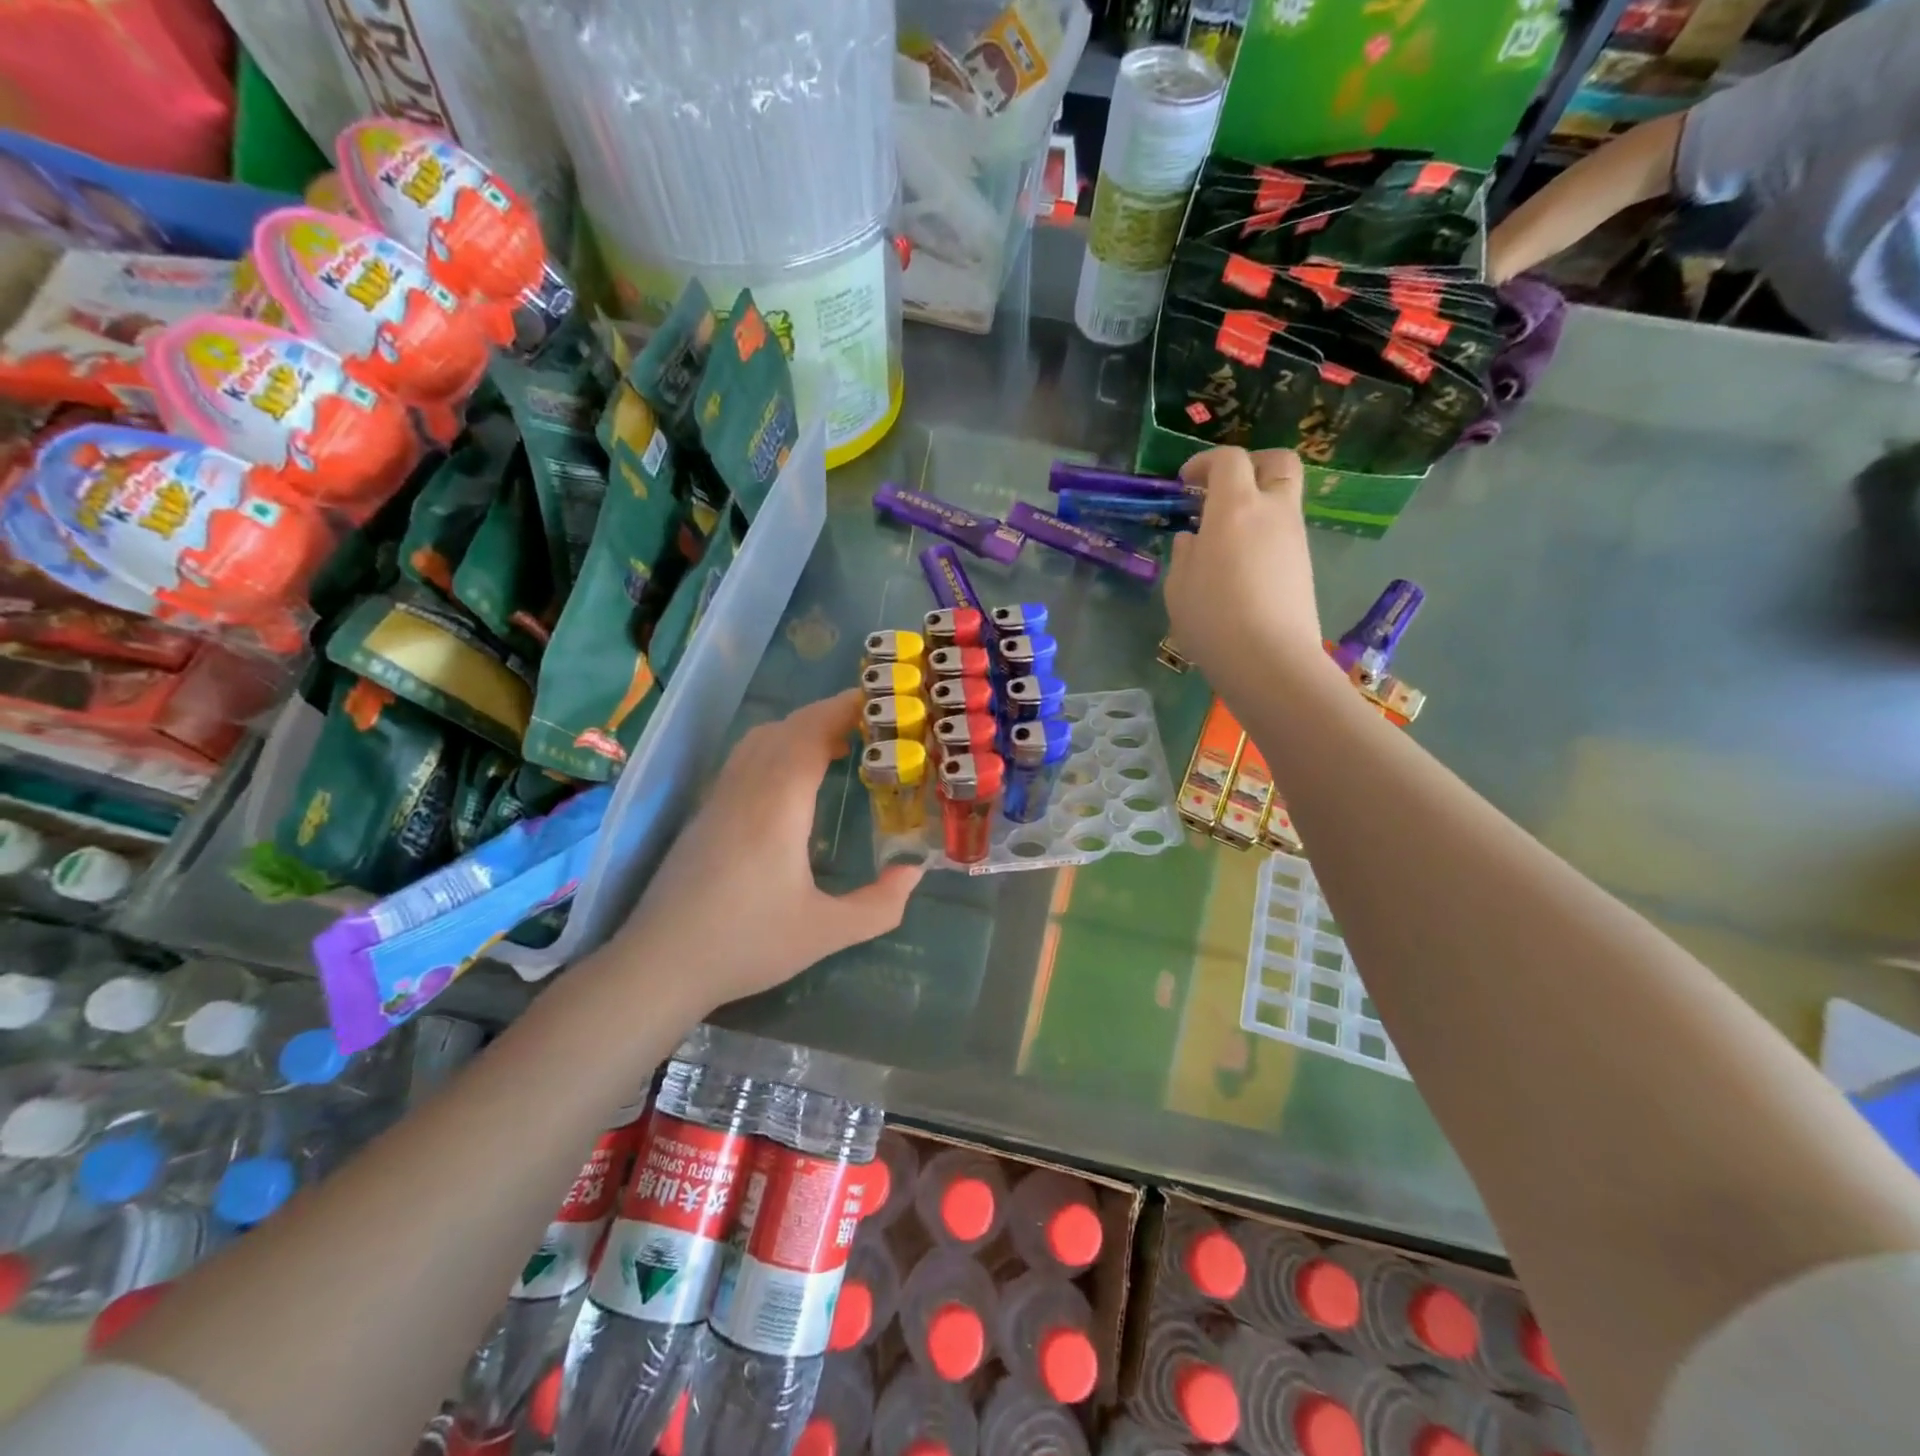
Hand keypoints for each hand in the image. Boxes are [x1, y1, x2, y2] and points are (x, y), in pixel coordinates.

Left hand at [613, 690, 921, 1009]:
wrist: (660, 964)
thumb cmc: (746, 944)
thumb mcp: (825, 933)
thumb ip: (880, 905)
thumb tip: (914, 871)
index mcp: (778, 805)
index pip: (811, 733)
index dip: (845, 710)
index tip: (881, 703)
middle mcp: (747, 788)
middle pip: (787, 728)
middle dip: (830, 715)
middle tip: (872, 725)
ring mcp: (720, 797)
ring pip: (761, 739)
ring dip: (801, 729)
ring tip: (839, 745)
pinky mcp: (706, 812)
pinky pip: (746, 757)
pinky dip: (778, 746)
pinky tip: (794, 778)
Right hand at [1165, 447, 1325, 684]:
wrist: (1270, 660)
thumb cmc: (1213, 620)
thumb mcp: (1179, 587)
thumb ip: (1184, 554)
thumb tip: (1193, 538)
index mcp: (1235, 508)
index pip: (1229, 460)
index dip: (1205, 462)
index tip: (1186, 482)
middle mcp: (1273, 511)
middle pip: (1278, 462)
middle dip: (1252, 464)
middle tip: (1225, 487)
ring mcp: (1295, 538)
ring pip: (1284, 498)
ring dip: (1258, 502)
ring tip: (1226, 534)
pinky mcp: (1304, 564)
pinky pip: (1285, 531)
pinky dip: (1264, 531)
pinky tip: (1240, 564)